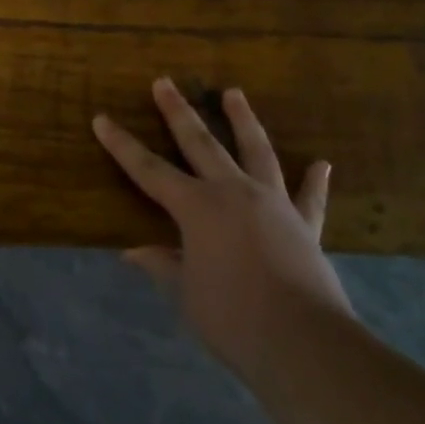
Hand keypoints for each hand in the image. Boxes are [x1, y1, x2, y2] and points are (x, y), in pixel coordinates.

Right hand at [94, 78, 351, 361]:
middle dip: (178, 112)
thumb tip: (134, 252)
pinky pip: (310, 198)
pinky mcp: (305, 225)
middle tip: (165, 82)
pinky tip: (322, 164)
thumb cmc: (232, 316)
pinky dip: (314, 181)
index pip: (148, 170)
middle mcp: (233, 192)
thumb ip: (163, 265)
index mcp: (196, 207)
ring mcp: (273, 204)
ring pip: (256, 151)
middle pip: (201, 143)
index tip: (102, 118)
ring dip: (243, 120)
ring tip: (234, 93)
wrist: (304, 341)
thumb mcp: (186, 292)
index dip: (122, 145)